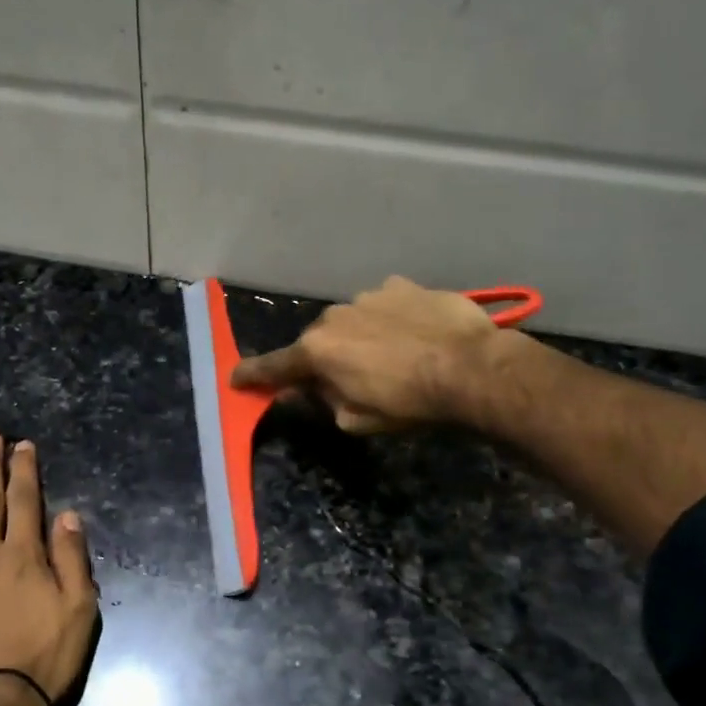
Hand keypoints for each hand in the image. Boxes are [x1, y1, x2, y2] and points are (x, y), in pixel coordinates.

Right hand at [231, 275, 513, 434]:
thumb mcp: (356, 420)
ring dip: (356, 337)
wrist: (469, 367)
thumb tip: (311, 389)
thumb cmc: (408, 403)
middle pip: (315, 341)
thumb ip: (324, 401)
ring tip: (388, 357)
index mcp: (316, 352)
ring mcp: (368, 296)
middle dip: (321, 359)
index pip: (273, 367)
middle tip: (343, 380)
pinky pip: (382, 305)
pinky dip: (387, 319)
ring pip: (349, 320)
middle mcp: (333, 317)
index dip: (252, 375)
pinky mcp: (401, 286)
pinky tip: (411, 335)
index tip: (235, 379)